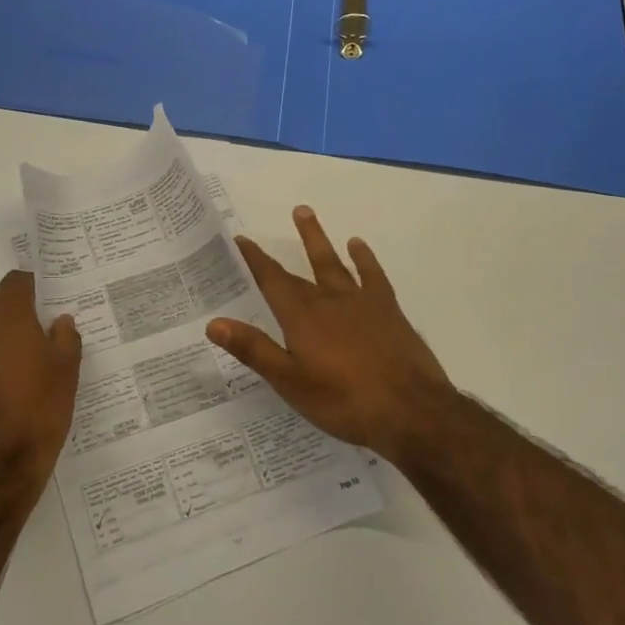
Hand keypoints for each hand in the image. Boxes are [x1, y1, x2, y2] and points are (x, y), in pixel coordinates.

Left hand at [0, 271, 82, 489]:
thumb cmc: (39, 407)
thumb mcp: (67, 370)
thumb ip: (65, 337)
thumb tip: (59, 321)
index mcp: (5, 315)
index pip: (17, 281)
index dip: (34, 289)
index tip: (49, 303)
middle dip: (14, 314)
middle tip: (39, 335)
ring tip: (21, 369)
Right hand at [206, 207, 455, 463]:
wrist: (411, 410)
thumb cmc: (344, 401)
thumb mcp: (290, 382)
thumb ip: (254, 350)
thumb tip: (213, 323)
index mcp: (302, 317)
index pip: (272, 281)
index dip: (255, 260)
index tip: (242, 239)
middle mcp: (329, 300)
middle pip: (301, 268)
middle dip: (284, 247)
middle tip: (278, 216)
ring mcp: (361, 302)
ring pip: (334, 262)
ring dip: (318, 239)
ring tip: (306, 213)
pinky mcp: (388, 310)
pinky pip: (372, 275)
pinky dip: (364, 258)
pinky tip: (358, 246)